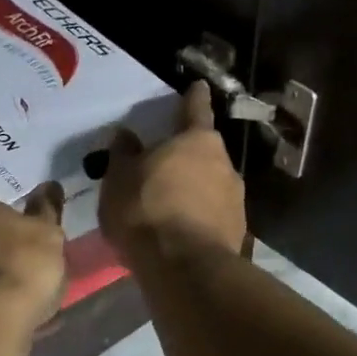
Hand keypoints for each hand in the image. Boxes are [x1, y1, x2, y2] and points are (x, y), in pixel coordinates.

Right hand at [99, 81, 246, 264]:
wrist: (184, 268)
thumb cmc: (146, 211)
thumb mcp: (119, 179)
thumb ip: (123, 154)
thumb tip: (127, 136)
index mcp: (197, 140)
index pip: (195, 109)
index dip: (193, 97)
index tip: (197, 87)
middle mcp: (224, 163)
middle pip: (204, 151)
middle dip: (186, 156)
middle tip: (163, 166)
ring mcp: (236, 199)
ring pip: (210, 185)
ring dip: (193, 189)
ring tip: (169, 206)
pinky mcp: (237, 231)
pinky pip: (212, 215)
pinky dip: (198, 217)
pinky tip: (180, 231)